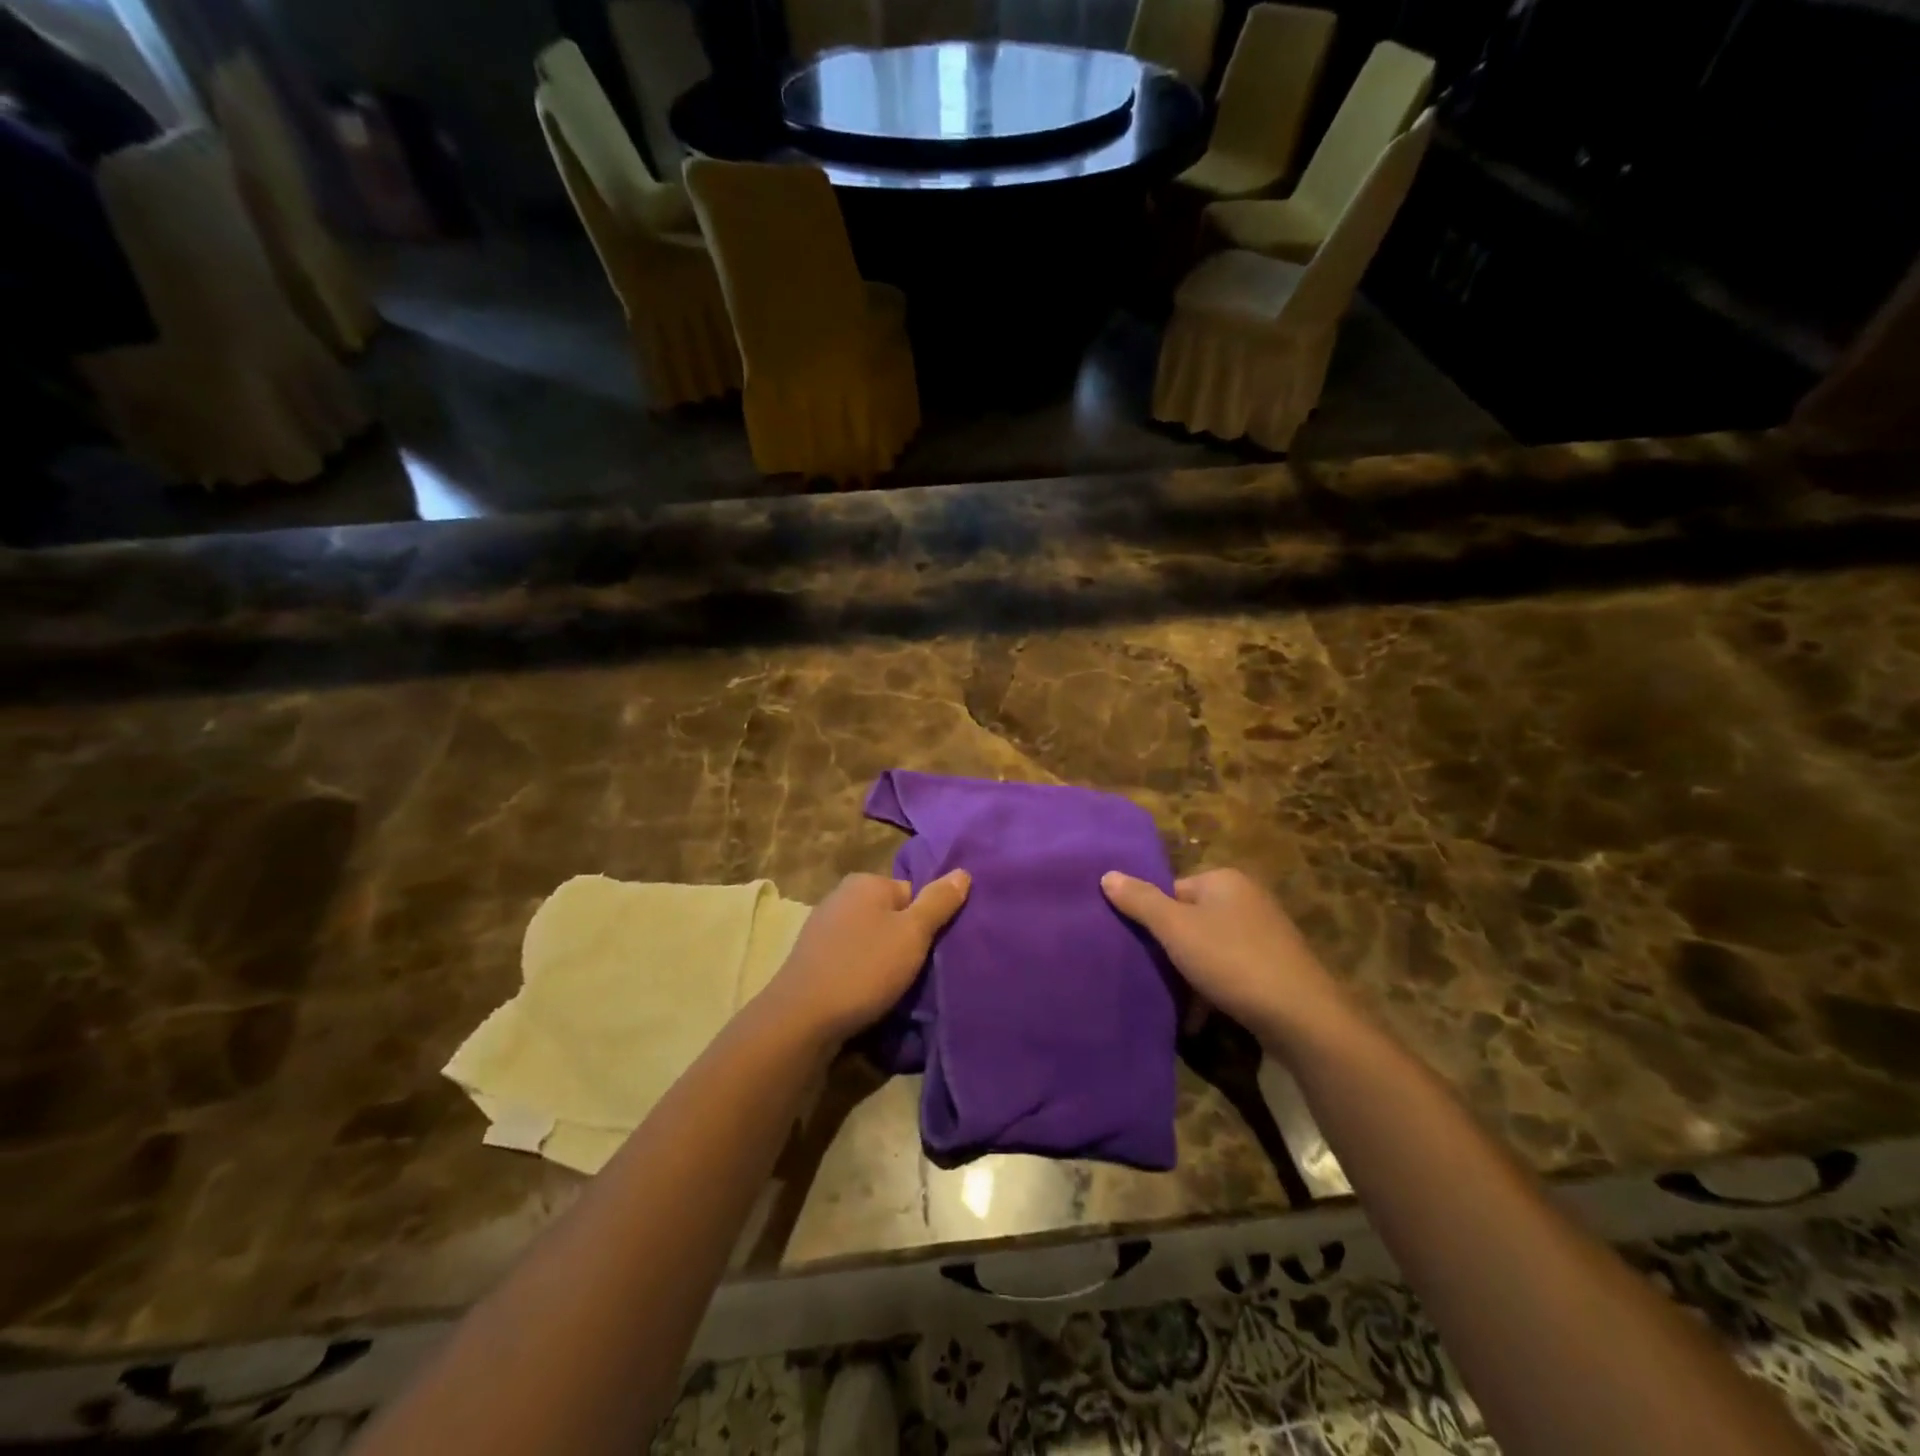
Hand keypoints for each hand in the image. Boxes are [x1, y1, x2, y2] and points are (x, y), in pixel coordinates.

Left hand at [760, 870, 970, 1047]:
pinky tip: (865, 996)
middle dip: (904, 942)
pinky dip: (861, 974)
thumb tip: (963, 872)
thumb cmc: (864, 968)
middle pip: (891, 916)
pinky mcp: (812, 959)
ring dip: (883, 961)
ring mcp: (822, 927)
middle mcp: (840, 896)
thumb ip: (938, 902)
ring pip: (870, 940)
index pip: (912, 894)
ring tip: (892, 989)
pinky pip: (850, 959)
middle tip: (914, 972)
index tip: (928, 951)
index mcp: (865, 882)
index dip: (925, 924)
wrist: (802, 1018)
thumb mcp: (913, 933)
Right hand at [1102, 868, 1345, 1046]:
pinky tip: (1200, 1019)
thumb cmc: (1232, 961)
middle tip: (1153, 976)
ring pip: (1209, 948)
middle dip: (1171, 950)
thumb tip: (1107, 874)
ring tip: (1174, 1003)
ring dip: (1190, 975)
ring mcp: (1265, 933)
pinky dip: (1213, 990)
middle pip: (1190, 919)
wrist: (1302, 1017)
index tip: (1143, 948)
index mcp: (1224, 880)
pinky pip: (1231, 971)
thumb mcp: (1176, 929)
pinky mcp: (1276, 967)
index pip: (1171, 890)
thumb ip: (1140, 901)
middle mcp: (1247, 898)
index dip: (1153, 919)